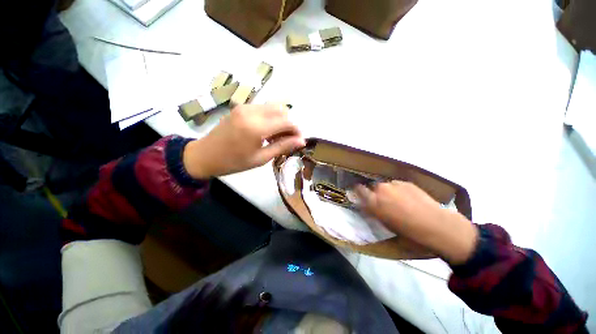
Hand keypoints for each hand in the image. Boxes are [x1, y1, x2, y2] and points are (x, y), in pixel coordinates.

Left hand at [183, 104, 304, 178]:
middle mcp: (252, 111)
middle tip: (288, 139)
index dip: (297, 130)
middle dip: (289, 124)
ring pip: (273, 107)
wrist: (205, 155)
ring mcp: (245, 106)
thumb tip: (301, 141)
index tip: (299, 141)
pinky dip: (271, 117)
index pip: (286, 121)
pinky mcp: (241, 107)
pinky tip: (267, 131)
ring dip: (281, 120)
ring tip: (277, 136)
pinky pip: (263, 108)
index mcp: (256, 127)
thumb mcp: (260, 158)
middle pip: (282, 110)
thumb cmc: (233, 162)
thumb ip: (282, 147)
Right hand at [355, 181, 478, 264]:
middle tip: (384, 202)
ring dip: (388, 191)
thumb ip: (373, 211)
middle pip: (373, 187)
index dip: (359, 191)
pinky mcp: (406, 182)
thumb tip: (367, 205)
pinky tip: (409, 198)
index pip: (358, 189)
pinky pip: (397, 185)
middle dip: (376, 193)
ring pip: (386, 185)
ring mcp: (394, 184)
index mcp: (373, 201)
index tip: (361, 194)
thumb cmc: (408, 231)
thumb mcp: (384, 223)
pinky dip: (399, 190)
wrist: (436, 225)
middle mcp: (380, 189)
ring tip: (399, 200)